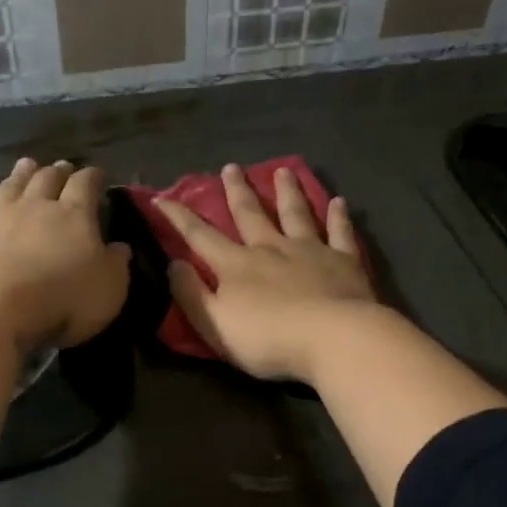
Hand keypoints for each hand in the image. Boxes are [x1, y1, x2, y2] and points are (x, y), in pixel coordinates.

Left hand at [0, 158, 130, 352]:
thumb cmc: (63, 298)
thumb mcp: (108, 288)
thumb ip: (115, 264)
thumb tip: (120, 247)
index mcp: (74, 216)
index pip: (85, 186)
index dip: (92, 177)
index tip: (96, 174)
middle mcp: (34, 209)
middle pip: (46, 181)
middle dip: (56, 171)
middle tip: (61, 165)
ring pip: (8, 190)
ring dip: (17, 177)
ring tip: (25, 164)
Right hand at [157, 164, 379, 382]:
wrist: (333, 338)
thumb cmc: (268, 339)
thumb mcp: (215, 324)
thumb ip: (191, 294)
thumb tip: (173, 264)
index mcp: (236, 265)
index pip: (200, 236)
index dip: (179, 217)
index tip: (162, 197)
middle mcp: (271, 248)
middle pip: (250, 214)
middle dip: (237, 191)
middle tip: (231, 167)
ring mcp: (310, 251)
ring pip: (295, 213)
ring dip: (287, 191)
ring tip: (283, 170)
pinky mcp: (344, 261)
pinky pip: (339, 233)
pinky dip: (338, 216)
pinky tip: (339, 202)